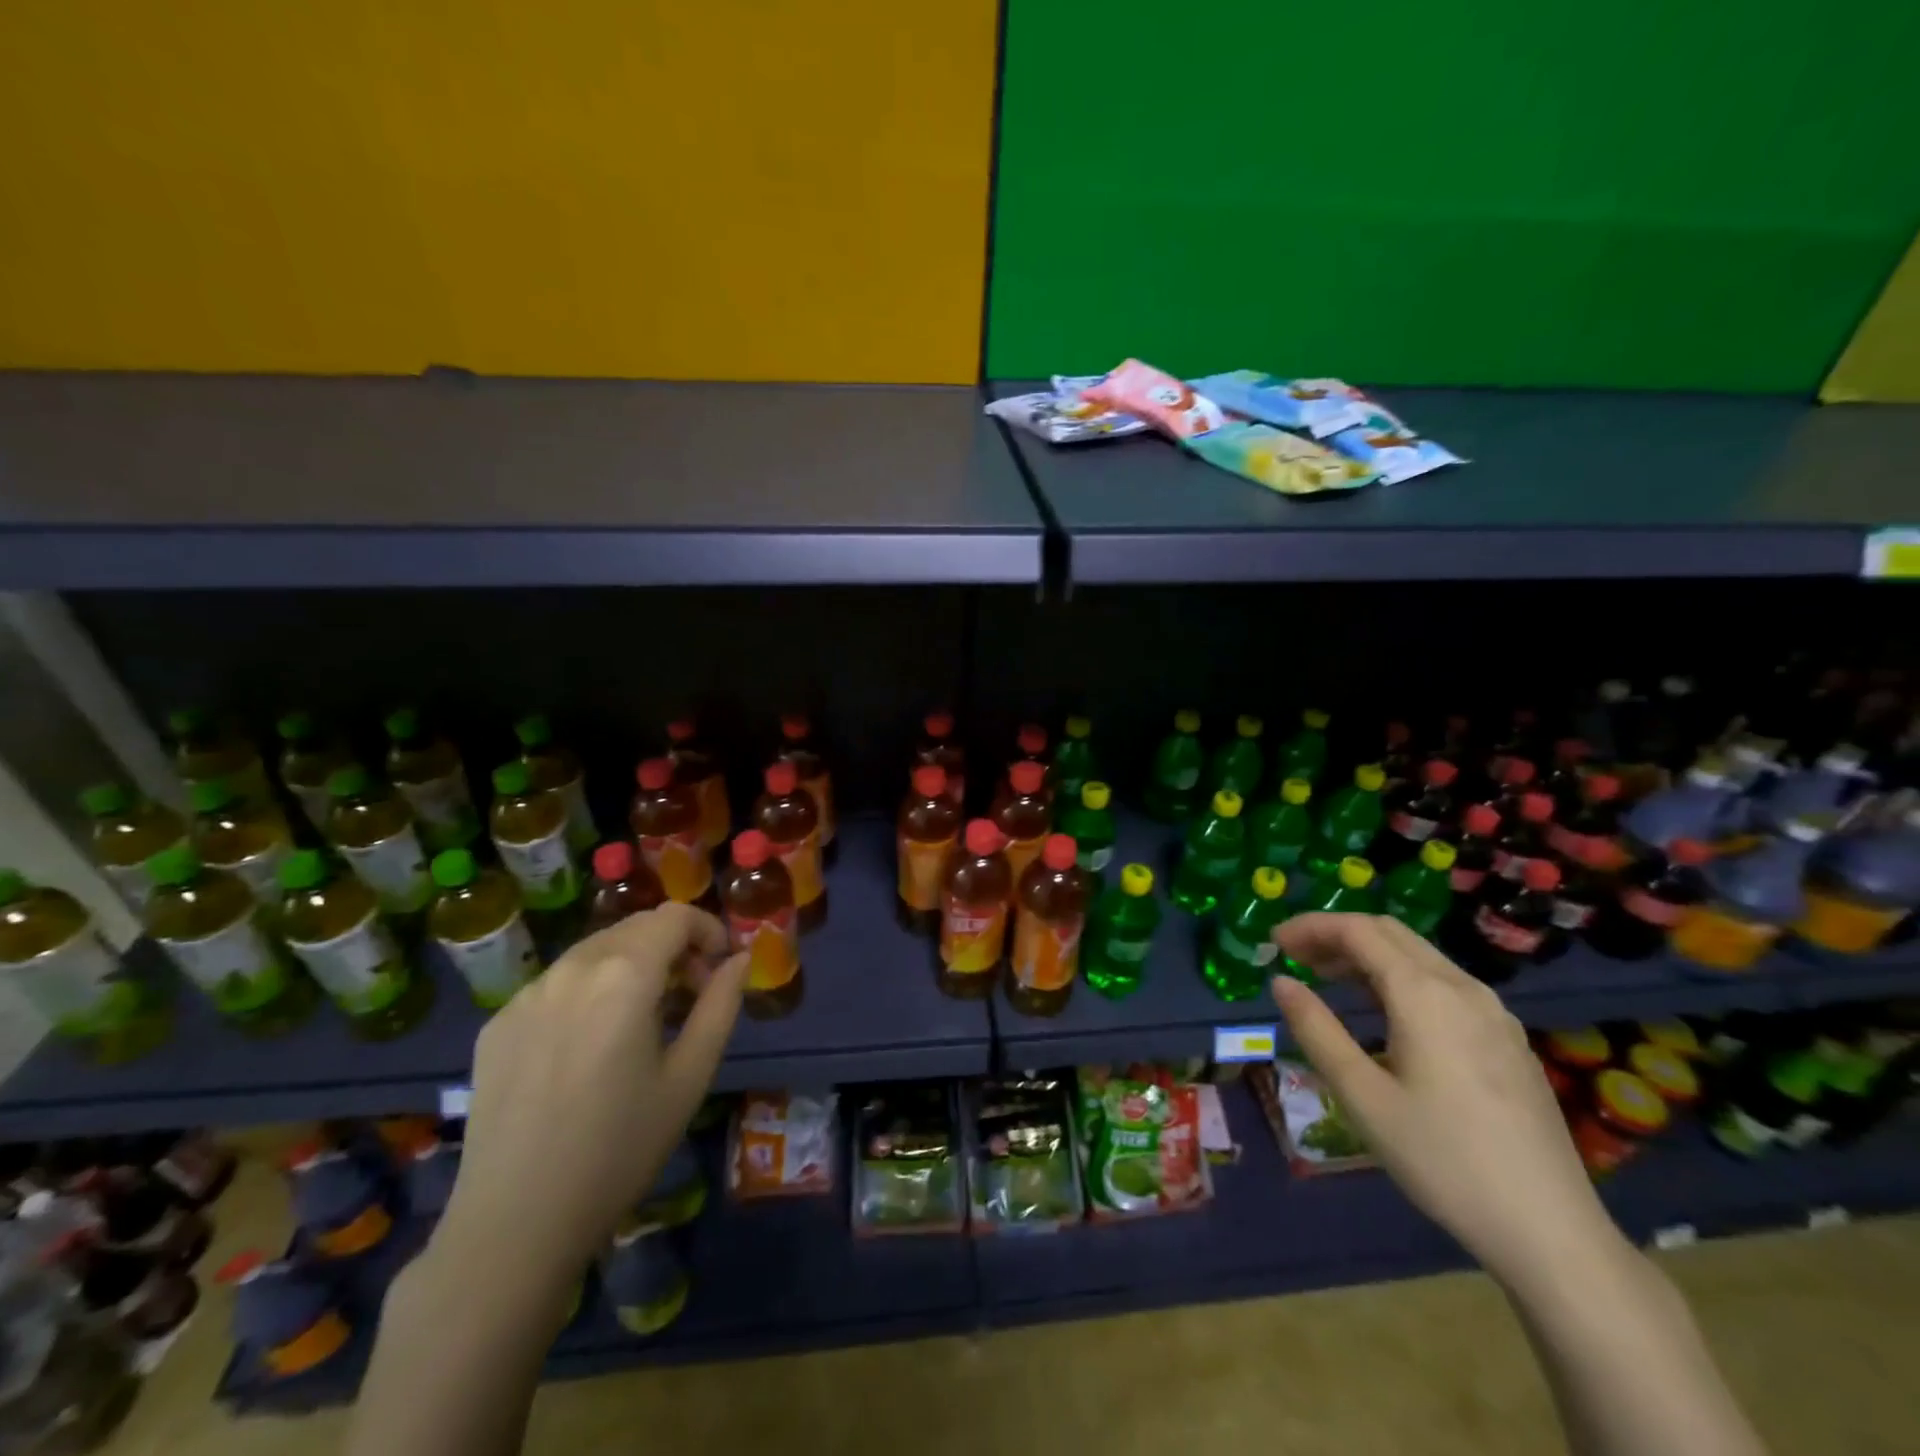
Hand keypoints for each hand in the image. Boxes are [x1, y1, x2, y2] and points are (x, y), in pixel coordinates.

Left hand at [438, 904, 748, 1285]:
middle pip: (635, 927)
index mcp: (625, 975)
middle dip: (672, 946)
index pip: (675, 916)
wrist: (515, 1224)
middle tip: (689, 994)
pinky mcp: (497, 1022)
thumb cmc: (620, 1149)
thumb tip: (740, 959)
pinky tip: (589, 1046)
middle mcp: (572, 968)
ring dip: (630, 964)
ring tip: (641, 1019)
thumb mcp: (690, 1076)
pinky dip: (588, 990)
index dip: (707, 929)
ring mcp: (528, 994)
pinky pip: (556, 983)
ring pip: (594, 951)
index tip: (719, 966)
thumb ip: (721, 1005)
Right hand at [1270, 913, 1621, 1286]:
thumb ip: (1317, 1030)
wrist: (1551, 1232)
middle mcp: (1463, 988)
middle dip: (1337, 934)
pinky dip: (1400, 977)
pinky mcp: (1509, 1040)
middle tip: (1295, 957)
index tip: (1274, 943)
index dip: (1311, 926)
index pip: (1358, 931)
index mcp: (1424, 994)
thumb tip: (1281, 982)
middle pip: (1391, 933)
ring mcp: (1494, 1013)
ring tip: (1327, 979)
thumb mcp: (1363, 1097)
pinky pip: (1444, 983)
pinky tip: (1385, 1013)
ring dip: (1368, 954)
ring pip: (1420, 956)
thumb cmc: (1443, 1159)